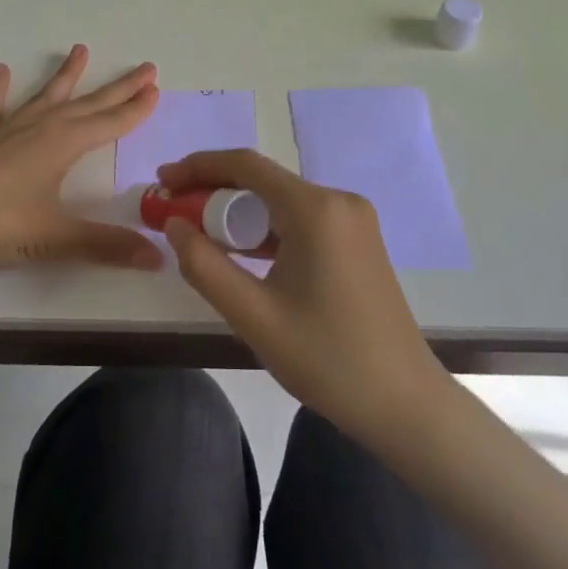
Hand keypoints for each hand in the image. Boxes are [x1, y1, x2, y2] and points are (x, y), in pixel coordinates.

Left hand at [0, 45, 164, 274]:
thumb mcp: (57, 238)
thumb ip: (107, 245)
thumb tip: (158, 258)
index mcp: (64, 145)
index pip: (110, 123)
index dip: (135, 109)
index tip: (155, 89)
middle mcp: (41, 127)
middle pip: (88, 103)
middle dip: (119, 87)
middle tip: (145, 67)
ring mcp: (7, 129)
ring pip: (45, 96)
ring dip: (65, 75)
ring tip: (80, 49)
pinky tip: (2, 71)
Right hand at [160, 149, 448, 442]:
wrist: (405, 403)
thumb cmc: (327, 359)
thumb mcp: (253, 316)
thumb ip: (204, 266)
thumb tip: (174, 224)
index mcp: (316, 210)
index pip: (246, 165)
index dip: (198, 167)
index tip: (162, 181)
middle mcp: (339, 201)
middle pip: (263, 180)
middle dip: (213, 190)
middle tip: (173, 211)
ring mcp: (353, 220)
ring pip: (281, 200)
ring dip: (238, 211)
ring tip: (198, 231)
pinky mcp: (358, 240)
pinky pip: (301, 219)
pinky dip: (265, 228)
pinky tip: (241, 250)